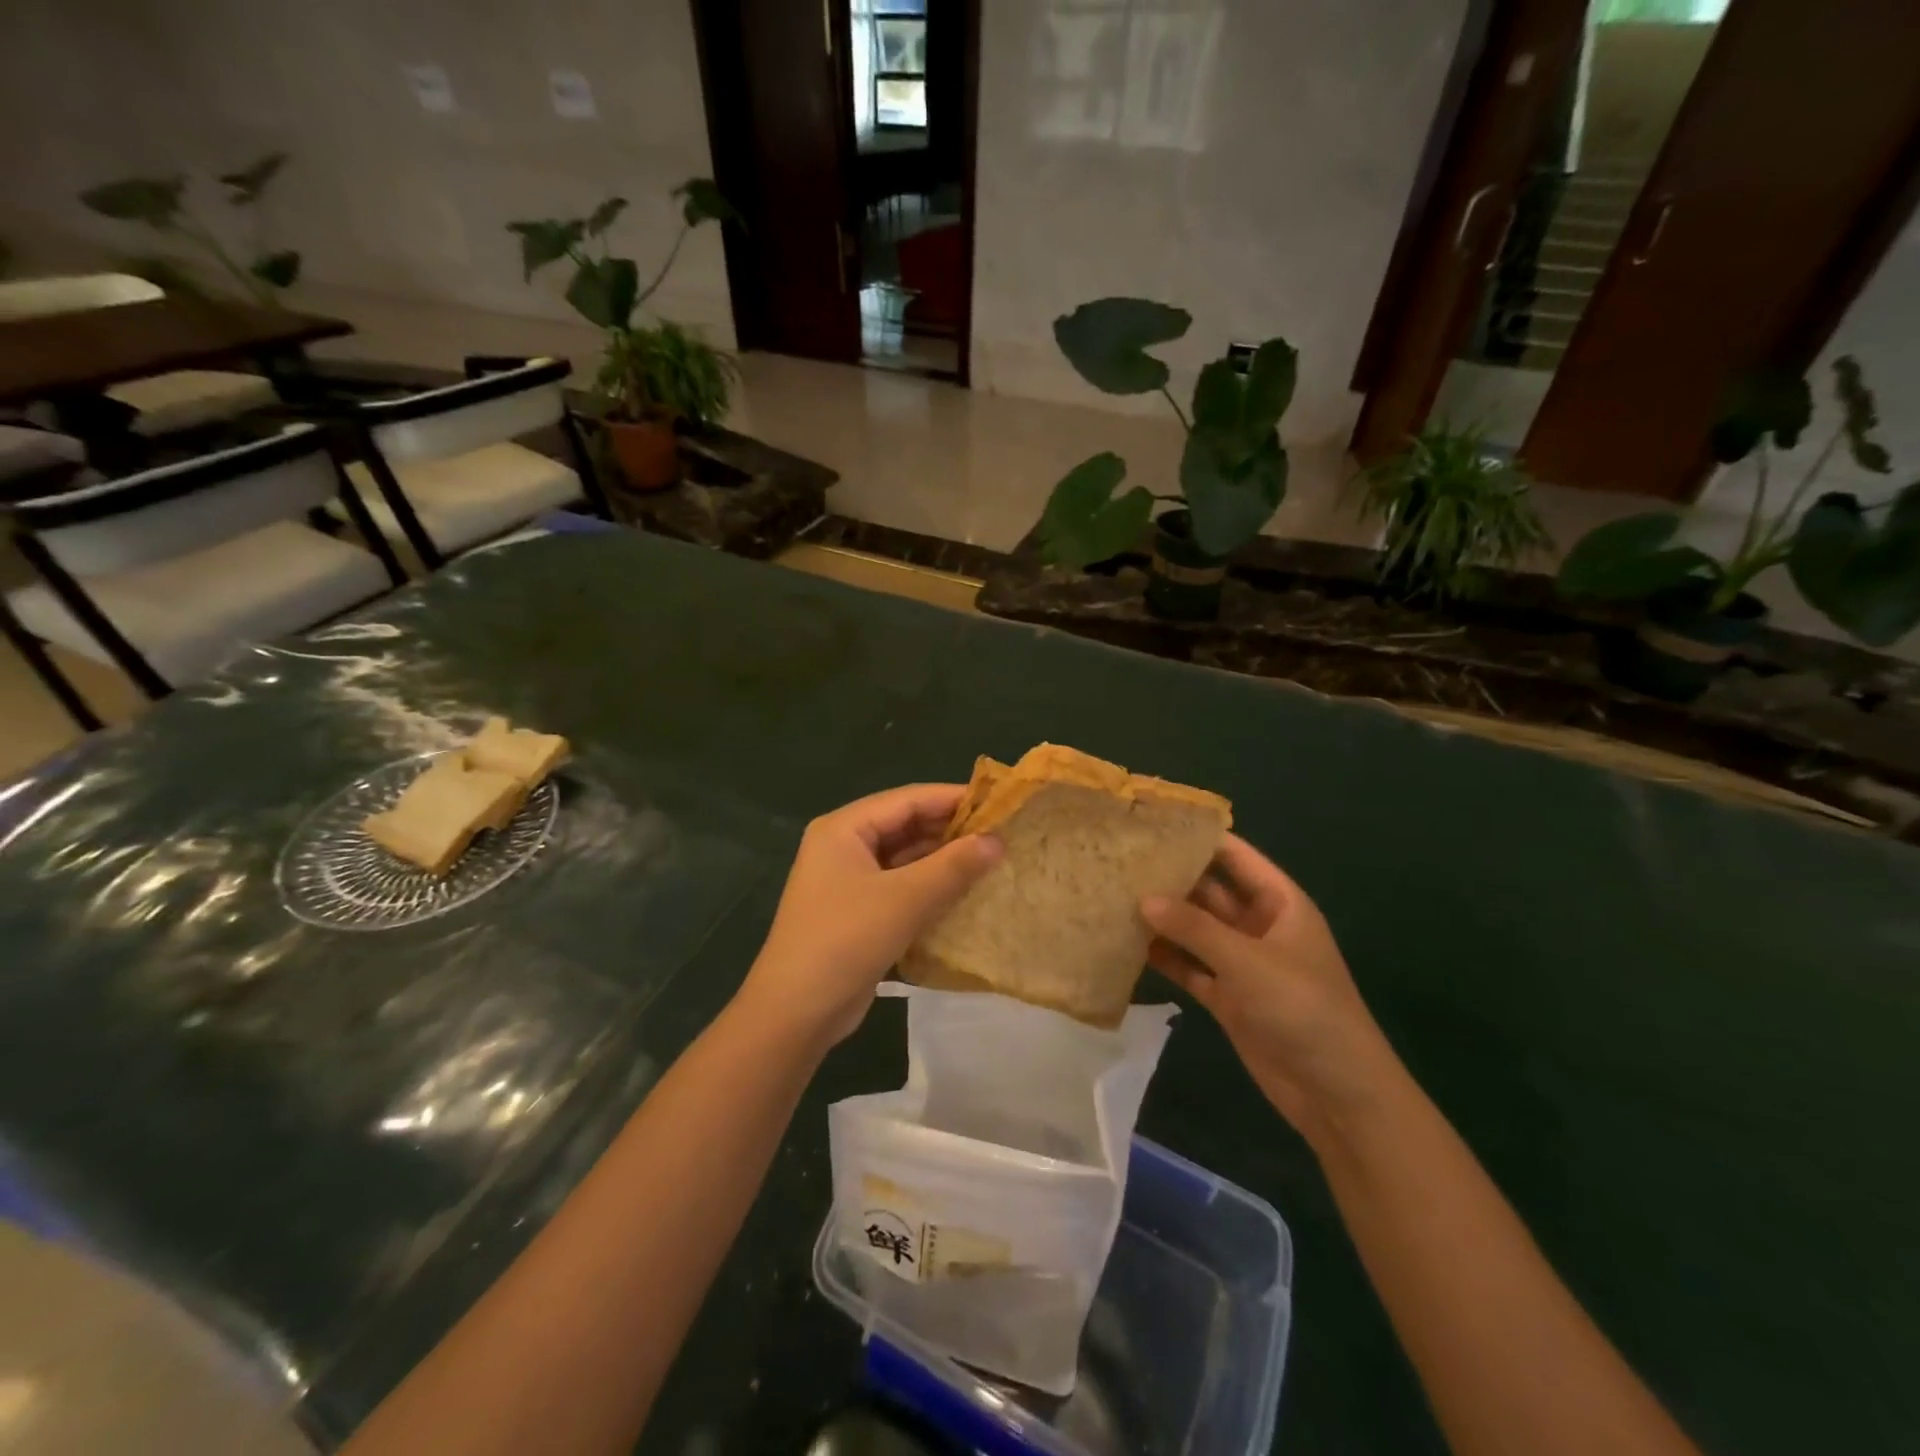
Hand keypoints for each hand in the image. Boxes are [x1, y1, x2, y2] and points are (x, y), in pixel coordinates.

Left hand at [740, 784, 1002, 1048]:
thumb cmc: (846, 940)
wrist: (795, 1012)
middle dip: (950, 830)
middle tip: (1001, 834)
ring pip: (904, 858)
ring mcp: (847, 880)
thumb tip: (997, 840)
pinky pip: (899, 886)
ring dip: (942, 860)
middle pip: (905, 825)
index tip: (998, 803)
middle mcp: (843, 845)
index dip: (953, 798)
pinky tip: (963, 892)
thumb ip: (953, 866)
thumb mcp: (905, 899)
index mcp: (844, 828)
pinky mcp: (856, 911)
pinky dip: (929, 886)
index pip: (907, 799)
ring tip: (990, 860)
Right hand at [1143, 836, 1401, 1145]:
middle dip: (1170, 877)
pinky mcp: (1227, 996)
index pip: (1234, 856)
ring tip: (1112, 896)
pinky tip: (1127, 944)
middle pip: (1209, 891)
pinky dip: (1165, 957)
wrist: (1337, 1094)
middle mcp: (1258, 925)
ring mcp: (1241, 963)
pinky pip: (1190, 967)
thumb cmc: (1302, 1009)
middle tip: (1118, 860)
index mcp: (1279, 902)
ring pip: (1195, 930)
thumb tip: (1143, 898)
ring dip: (1162, 918)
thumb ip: (1194, 928)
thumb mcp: (1248, 961)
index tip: (1151, 822)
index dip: (1198, 837)